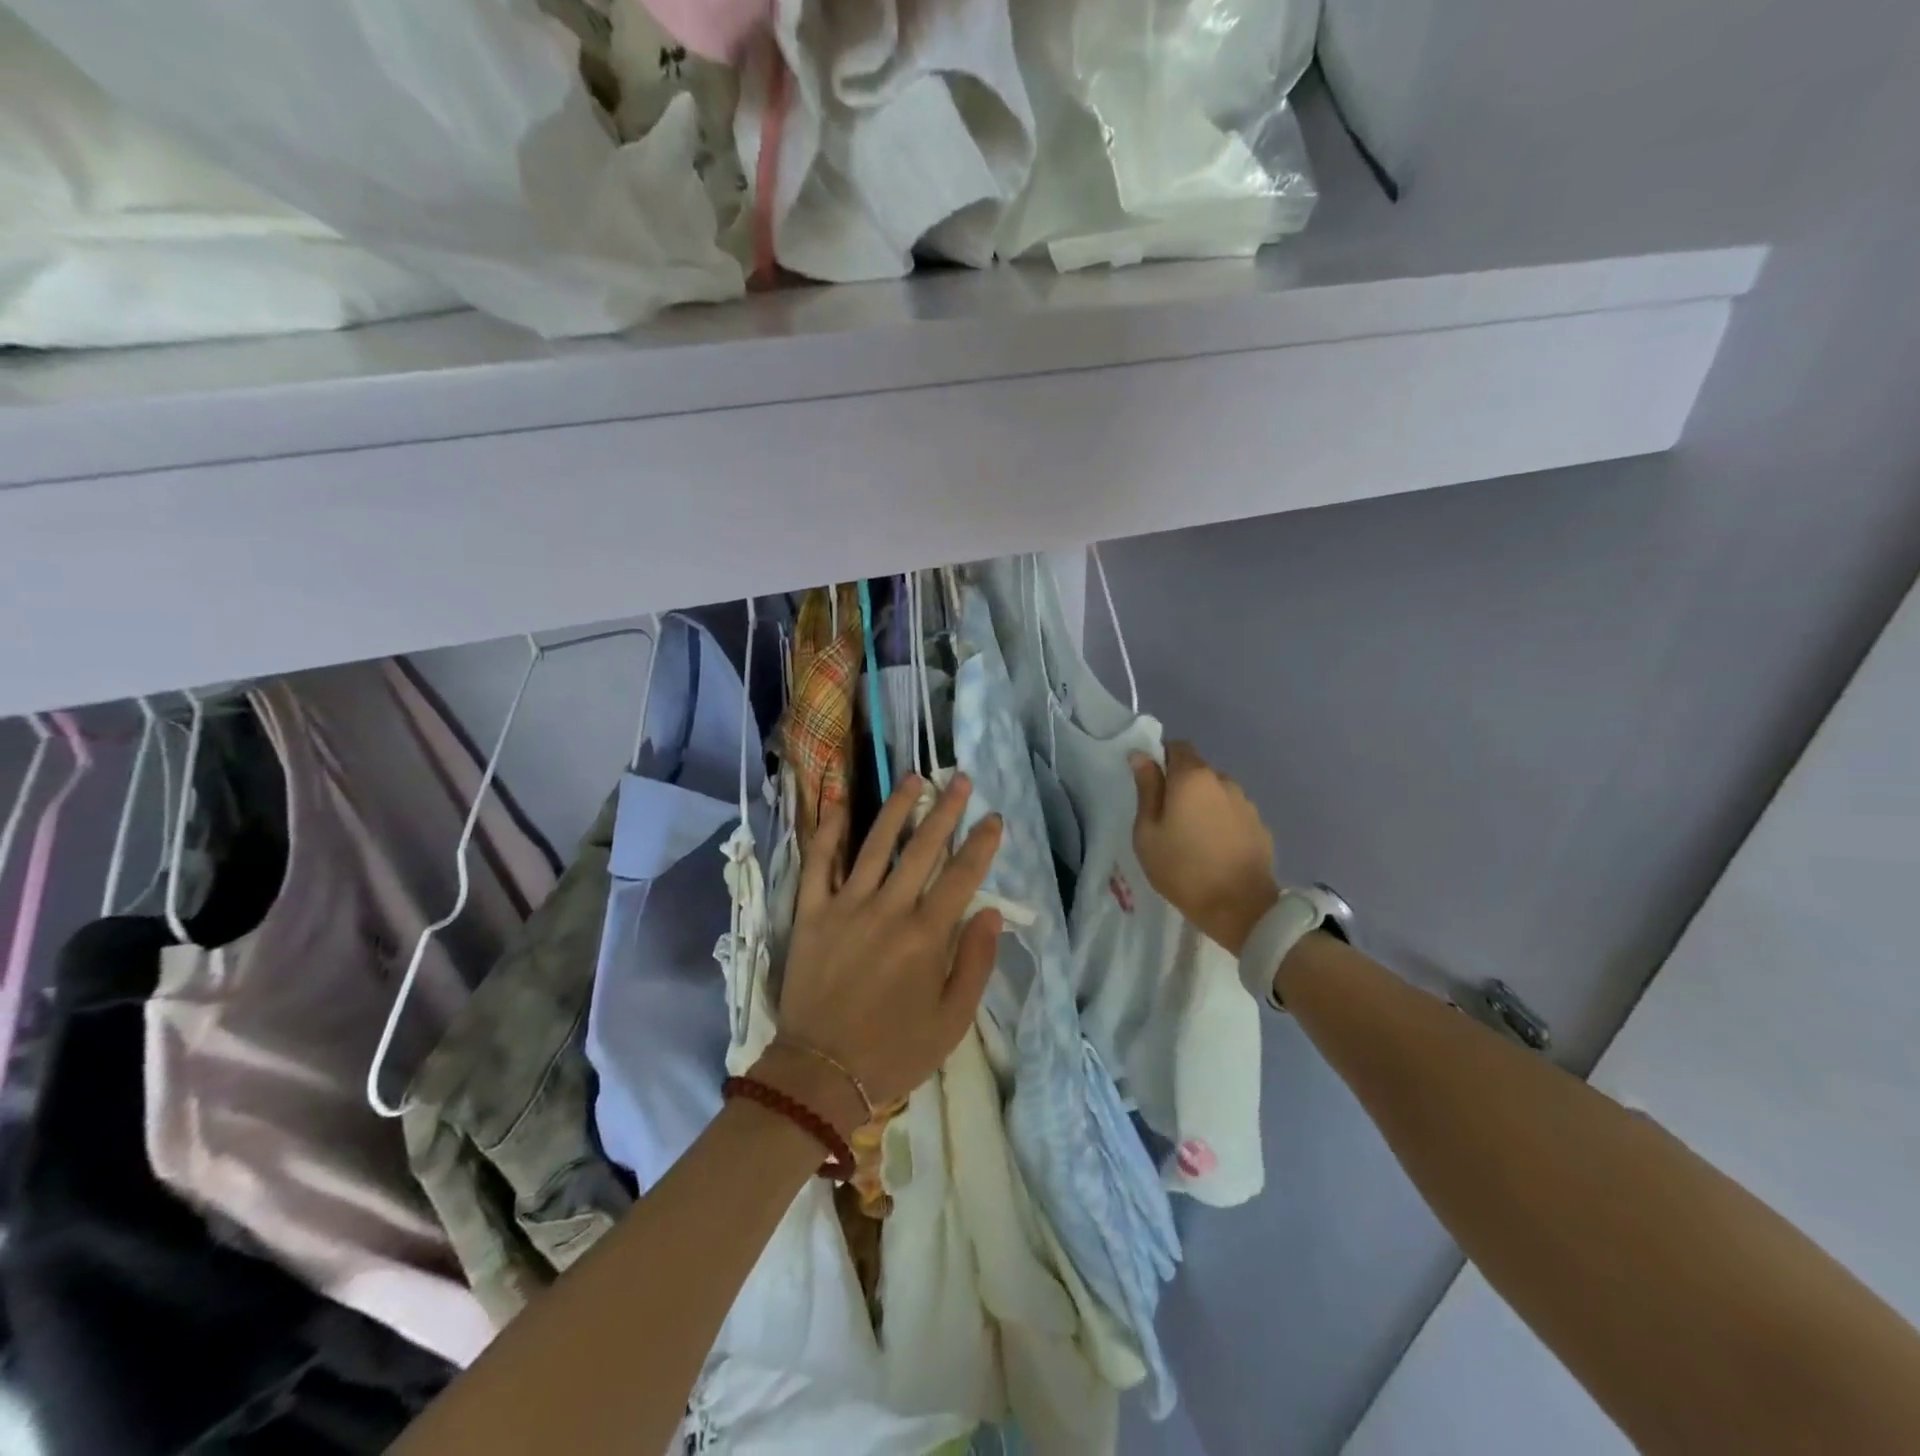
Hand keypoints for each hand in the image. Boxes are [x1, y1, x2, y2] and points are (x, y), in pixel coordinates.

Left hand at [762, 773, 1003, 1133]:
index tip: (994, 818)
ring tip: (914, 778)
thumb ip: (975, 963)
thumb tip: (992, 913)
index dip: (981, 844)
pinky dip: (829, 831)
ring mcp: (845, 906)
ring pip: (875, 844)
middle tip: (960, 779)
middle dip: (946, 811)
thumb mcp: (952, 1020)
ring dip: (897, 808)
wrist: (821, 1073)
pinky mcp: (811, 913)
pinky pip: (819, 863)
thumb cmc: (895, 1050)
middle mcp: (888, 909)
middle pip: (922, 848)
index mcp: (925, 936)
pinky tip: (841, 804)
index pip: (961, 876)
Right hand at [1131, 742, 1279, 956]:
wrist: (1240, 908)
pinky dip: (1221, 822)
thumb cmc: (1182, 869)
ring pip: (1216, 792)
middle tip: (1167, 818)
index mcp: (1192, 778)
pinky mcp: (1260, 825)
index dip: (1162, 759)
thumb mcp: (1147, 832)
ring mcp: (1246, 803)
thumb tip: (1141, 756)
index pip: (1177, 747)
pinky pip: (1233, 813)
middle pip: (1197, 770)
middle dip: (1181, 786)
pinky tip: (1215, 849)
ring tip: (1193, 837)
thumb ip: (1146, 790)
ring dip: (1203, 804)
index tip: (1151, 785)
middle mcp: (1223, 780)